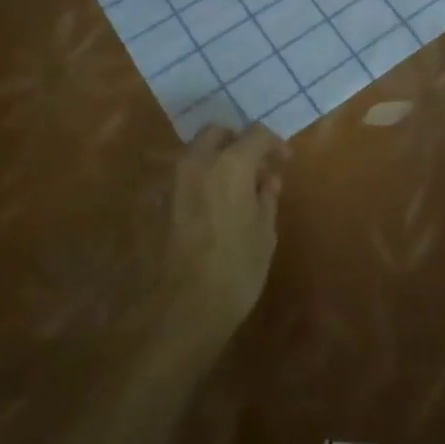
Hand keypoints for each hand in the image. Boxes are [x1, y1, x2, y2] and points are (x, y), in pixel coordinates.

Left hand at [164, 123, 287, 342]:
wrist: (181, 310)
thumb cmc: (235, 270)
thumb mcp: (265, 233)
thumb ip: (267, 198)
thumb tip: (268, 180)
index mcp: (231, 163)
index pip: (257, 134)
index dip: (274, 144)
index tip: (284, 161)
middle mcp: (198, 161)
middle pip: (219, 133)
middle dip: (239, 142)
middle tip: (257, 167)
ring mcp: (174, 180)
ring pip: (198, 152)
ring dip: (218, 159)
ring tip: (237, 187)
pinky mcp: (160, 202)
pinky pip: (186, 175)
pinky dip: (203, 178)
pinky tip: (216, 204)